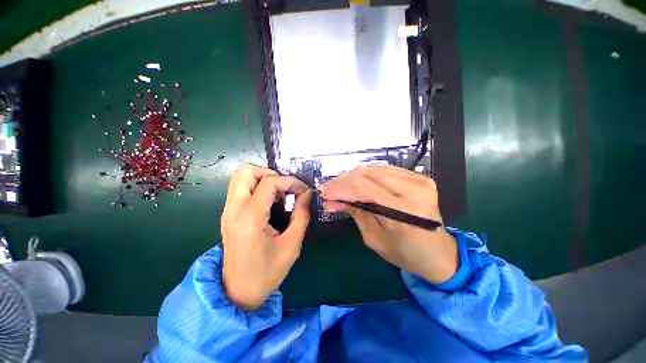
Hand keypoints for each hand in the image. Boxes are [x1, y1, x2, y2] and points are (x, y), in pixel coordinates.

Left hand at [221, 163, 312, 309]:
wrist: (237, 292)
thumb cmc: (266, 273)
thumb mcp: (291, 245)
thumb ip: (301, 215)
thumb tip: (307, 194)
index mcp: (250, 218)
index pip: (269, 182)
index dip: (290, 181)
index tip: (303, 191)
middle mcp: (233, 209)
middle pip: (246, 171)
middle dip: (271, 174)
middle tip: (286, 188)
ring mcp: (227, 211)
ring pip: (241, 176)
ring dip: (263, 178)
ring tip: (279, 194)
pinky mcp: (228, 214)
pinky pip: (241, 187)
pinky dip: (257, 186)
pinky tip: (270, 202)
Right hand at [320, 165, 458, 283]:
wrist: (438, 253)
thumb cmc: (405, 253)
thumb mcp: (374, 238)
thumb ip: (354, 213)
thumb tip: (331, 201)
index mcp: (405, 211)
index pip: (365, 189)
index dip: (341, 188)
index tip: (323, 192)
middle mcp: (414, 190)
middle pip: (369, 175)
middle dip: (343, 180)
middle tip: (328, 188)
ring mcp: (420, 180)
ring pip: (375, 169)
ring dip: (353, 176)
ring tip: (339, 185)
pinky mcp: (419, 177)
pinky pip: (385, 170)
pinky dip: (367, 174)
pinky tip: (355, 181)